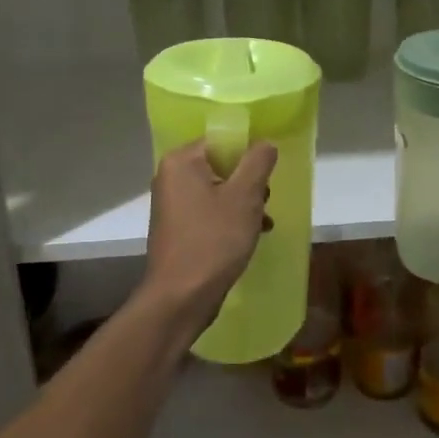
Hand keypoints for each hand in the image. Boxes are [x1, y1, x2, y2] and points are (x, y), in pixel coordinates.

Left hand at [142, 139, 277, 334]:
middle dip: (249, 182)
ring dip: (244, 203)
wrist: (181, 297)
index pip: (222, 140)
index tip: (267, 174)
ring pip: (219, 190)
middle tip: (264, 202)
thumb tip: (265, 143)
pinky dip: (230, 219)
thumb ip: (258, 162)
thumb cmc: (213, 240)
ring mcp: (172, 205)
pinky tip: (251, 236)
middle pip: (221, 165)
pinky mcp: (178, 229)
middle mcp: (171, 177)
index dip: (249, 153)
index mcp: (181, 161)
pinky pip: (210, 212)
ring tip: (262, 223)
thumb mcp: (245, 196)